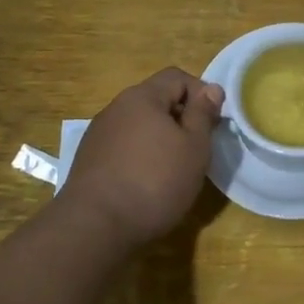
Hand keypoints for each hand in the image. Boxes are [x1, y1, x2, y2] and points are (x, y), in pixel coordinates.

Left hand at [56, 68, 223, 250]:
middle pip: (156, 100)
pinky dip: (141, 156)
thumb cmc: (155, 181)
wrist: (96, 225)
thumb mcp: (194, 147)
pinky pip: (124, 146)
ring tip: (174, 168)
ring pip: (139, 125)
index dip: (201, 93)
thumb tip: (211, 89)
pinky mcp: (89, 160)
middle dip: (181, 118)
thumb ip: (203, 114)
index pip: (177, 77)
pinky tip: (148, 183)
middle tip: (198, 148)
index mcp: (142, 97)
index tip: (213, 123)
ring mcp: (98, 134)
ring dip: (161, 138)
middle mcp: (116, 108)